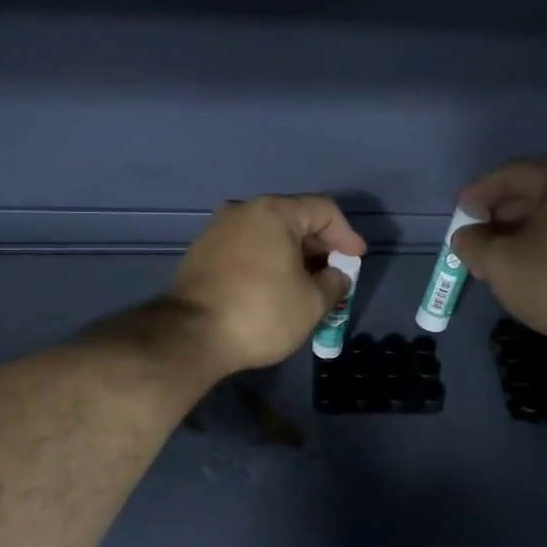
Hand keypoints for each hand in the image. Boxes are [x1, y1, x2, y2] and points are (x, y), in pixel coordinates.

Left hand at [168, 195, 366, 375]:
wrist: (190, 336)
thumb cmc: (261, 312)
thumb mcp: (312, 302)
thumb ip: (334, 282)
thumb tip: (336, 275)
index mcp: (274, 212)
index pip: (324, 210)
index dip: (347, 234)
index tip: (356, 261)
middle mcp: (244, 210)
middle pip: (294, 218)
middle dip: (320, 246)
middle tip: (334, 273)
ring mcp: (218, 229)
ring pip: (269, 234)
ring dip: (293, 255)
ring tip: (307, 283)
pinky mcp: (202, 252)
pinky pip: (247, 248)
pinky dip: (268, 261)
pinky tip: (275, 287)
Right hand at [452, 160, 546, 351]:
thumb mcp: (501, 263)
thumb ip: (473, 244)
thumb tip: (464, 237)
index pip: (510, 175)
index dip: (477, 194)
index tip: (458, 214)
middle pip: (532, 195)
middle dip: (497, 219)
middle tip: (473, 242)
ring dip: (518, 236)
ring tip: (493, 262)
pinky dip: (542, 247)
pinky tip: (526, 272)